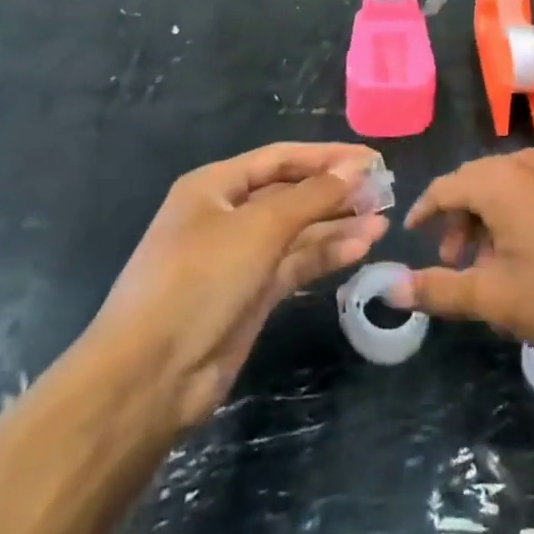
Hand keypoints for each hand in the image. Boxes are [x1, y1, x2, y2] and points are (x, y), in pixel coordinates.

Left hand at [88, 143, 389, 429]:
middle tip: (384, 192)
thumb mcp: (259, 228)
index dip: (327, 156)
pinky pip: (294, 264)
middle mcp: (227, 215)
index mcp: (215, 186)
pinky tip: (360, 248)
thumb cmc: (199, 281)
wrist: (149, 378)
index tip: (371, 159)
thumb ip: (312, 195)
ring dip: (337, 225)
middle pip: (291, 193)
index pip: (281, 158)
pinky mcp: (251, 295)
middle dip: (335, 192)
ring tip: (383, 222)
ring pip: (297, 232)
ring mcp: (239, 257)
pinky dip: (325, 255)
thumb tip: (357, 166)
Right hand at [389, 149, 533, 371]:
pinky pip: (533, 193)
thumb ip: (439, 290)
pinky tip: (526, 258)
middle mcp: (526, 164)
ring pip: (505, 189)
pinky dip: (515, 218)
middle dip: (457, 221)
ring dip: (487, 222)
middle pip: (475, 183)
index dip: (424, 211)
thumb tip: (391, 288)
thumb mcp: (493, 297)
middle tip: (452, 261)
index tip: (412, 236)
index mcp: (498, 180)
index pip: (444, 186)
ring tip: (489, 266)